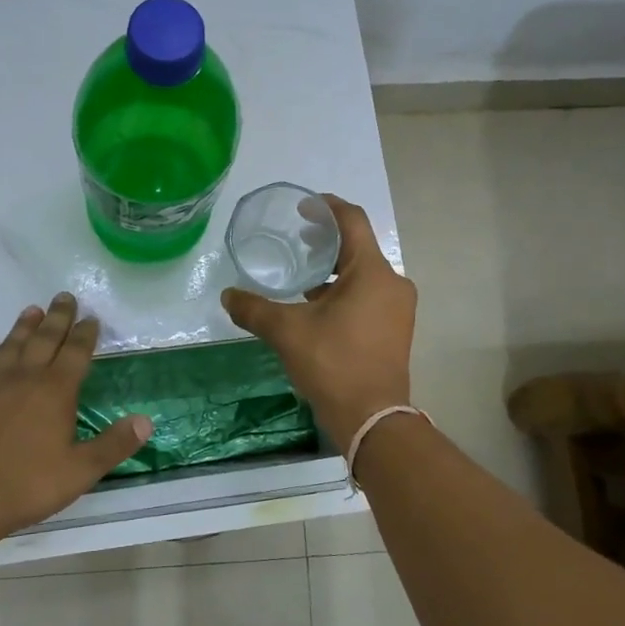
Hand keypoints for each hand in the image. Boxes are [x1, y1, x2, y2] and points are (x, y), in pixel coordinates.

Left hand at [0, 294, 151, 546]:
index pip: (76, 353)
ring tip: (31, 310)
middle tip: (64, 297)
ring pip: (9, 348)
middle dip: (57, 318)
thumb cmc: (26, 485)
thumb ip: (114, 445)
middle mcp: (23, 379)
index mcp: (55, 391)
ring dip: (21, 328)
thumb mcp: (80, 471)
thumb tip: (146, 421)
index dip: (85, 334)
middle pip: (43, 340)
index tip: (91, 317)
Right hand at [220, 195, 416, 445]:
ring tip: (303, 275)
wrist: (372, 418)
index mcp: (372, 272)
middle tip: (298, 239)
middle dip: (327, 240)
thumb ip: (254, 309)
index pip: (352, 221)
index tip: (303, 207)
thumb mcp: (287, 332)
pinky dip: (345, 291)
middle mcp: (392, 283)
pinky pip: (369, 295)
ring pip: (364, 273)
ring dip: (335, 269)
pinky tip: (318, 306)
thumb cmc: (333, 364)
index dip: (327, 208)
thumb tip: (227, 295)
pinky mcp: (395, 329)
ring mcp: (398, 308)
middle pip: (359, 247)